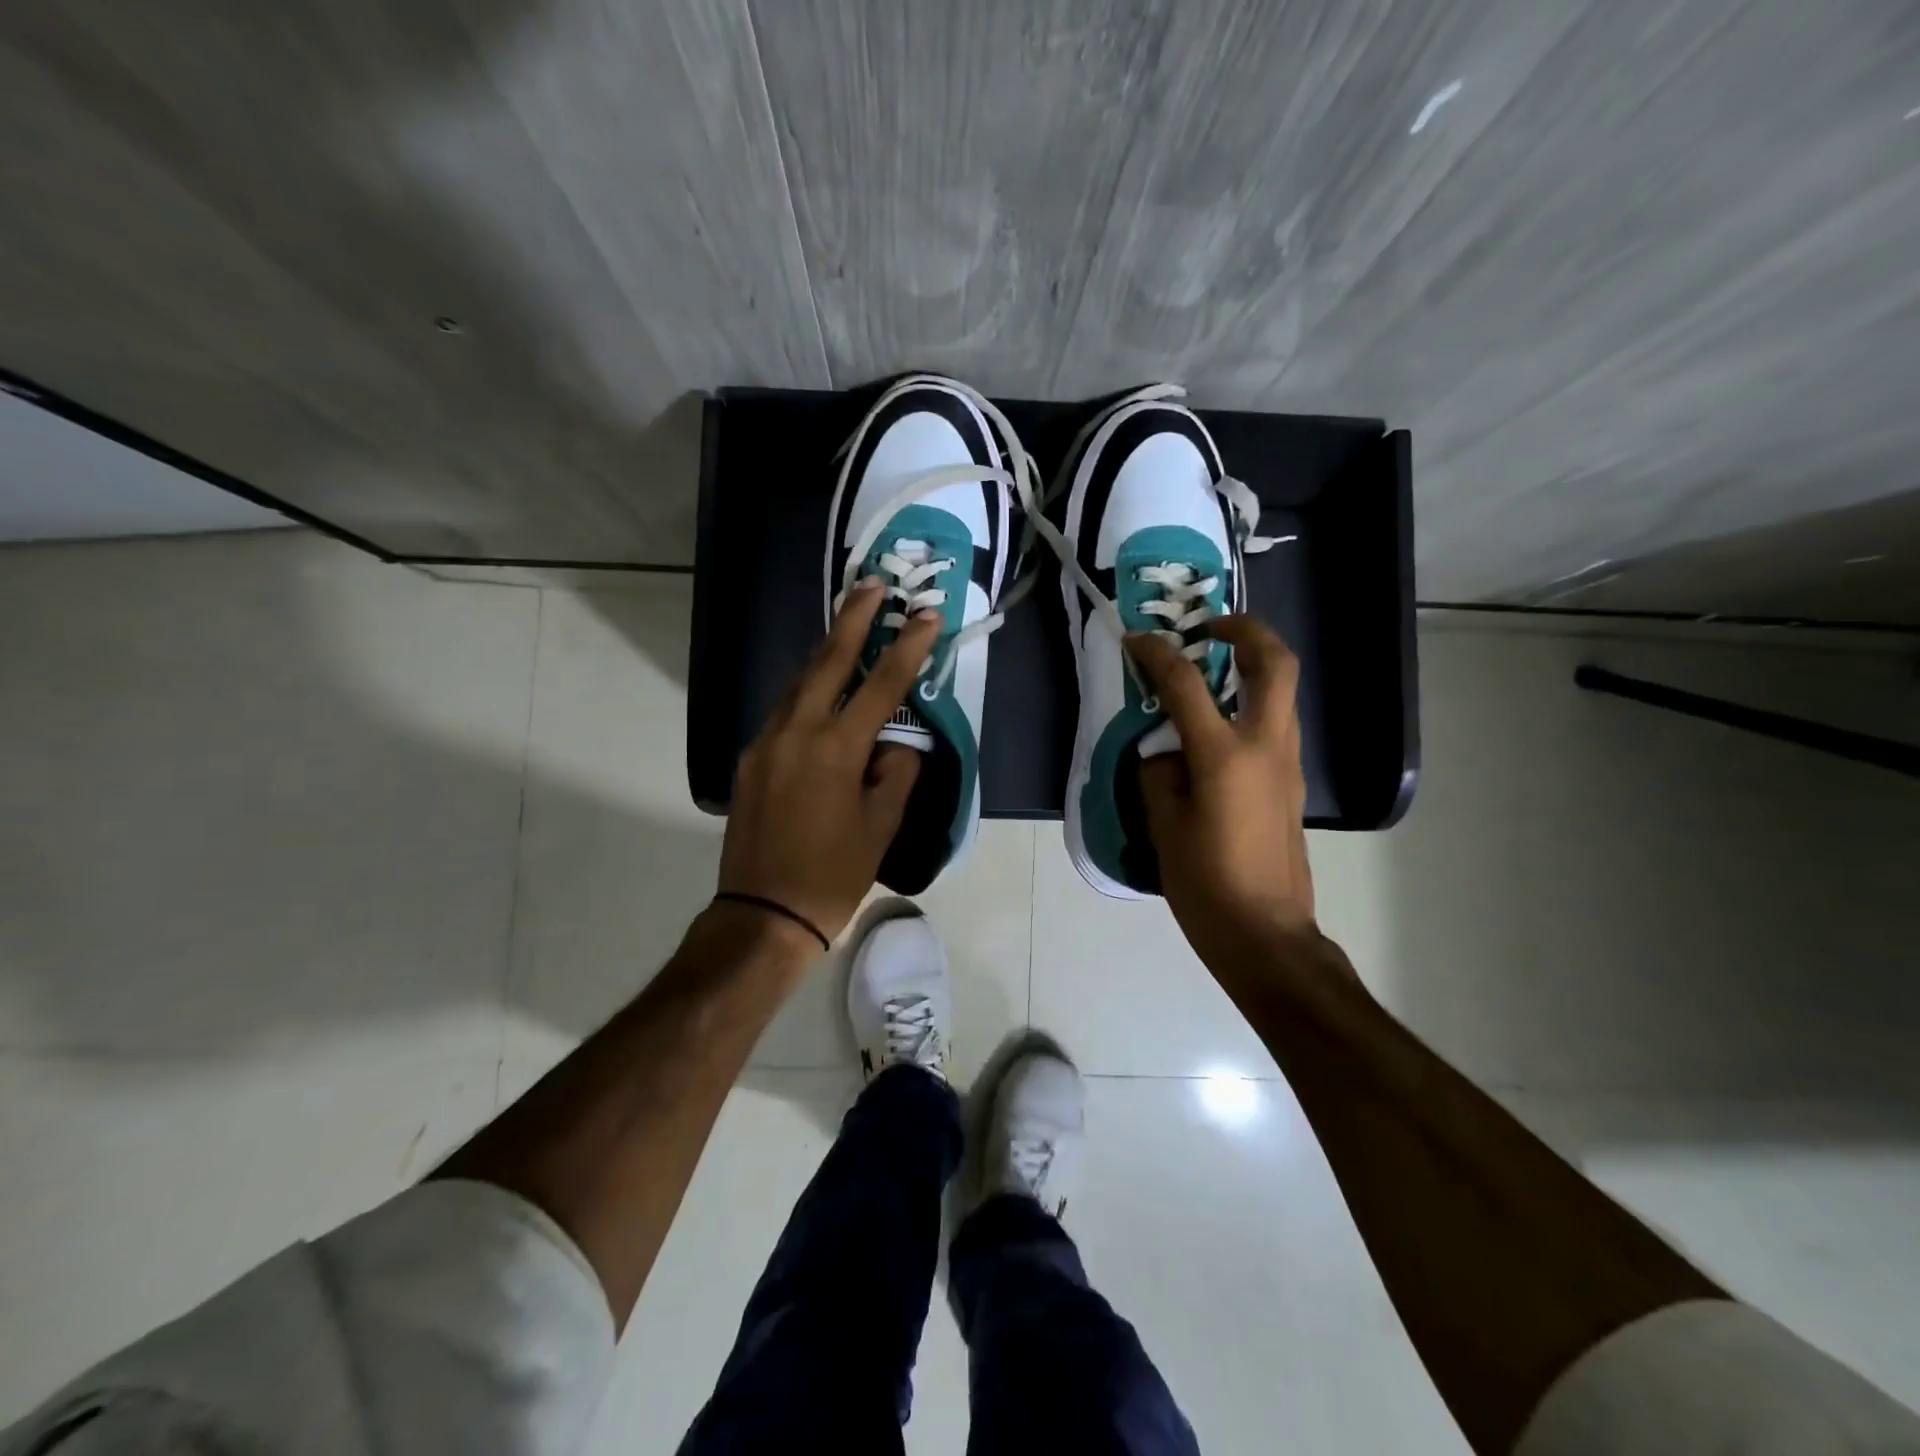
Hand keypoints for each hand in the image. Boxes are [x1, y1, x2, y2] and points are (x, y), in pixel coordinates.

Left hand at [719, 582, 937, 943]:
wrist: (763, 913)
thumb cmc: (833, 874)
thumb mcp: (882, 826)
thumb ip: (896, 773)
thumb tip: (897, 744)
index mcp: (836, 749)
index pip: (881, 684)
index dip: (908, 646)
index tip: (927, 614)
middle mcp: (796, 732)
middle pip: (827, 660)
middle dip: (853, 618)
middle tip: (873, 584)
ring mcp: (766, 741)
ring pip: (800, 682)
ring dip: (827, 651)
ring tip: (851, 627)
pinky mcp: (750, 757)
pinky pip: (785, 710)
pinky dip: (809, 690)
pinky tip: (824, 691)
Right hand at [1128, 617, 1318, 974]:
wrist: (1266, 934)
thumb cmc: (1206, 883)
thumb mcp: (1163, 826)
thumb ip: (1158, 775)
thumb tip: (1164, 753)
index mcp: (1225, 755)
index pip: (1187, 685)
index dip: (1157, 655)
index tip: (1136, 640)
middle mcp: (1266, 747)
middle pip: (1274, 664)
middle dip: (1245, 631)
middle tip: (1209, 628)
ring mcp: (1287, 764)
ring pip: (1283, 692)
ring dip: (1253, 666)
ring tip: (1211, 671)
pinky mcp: (1292, 784)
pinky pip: (1276, 724)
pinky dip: (1251, 705)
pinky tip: (1217, 729)